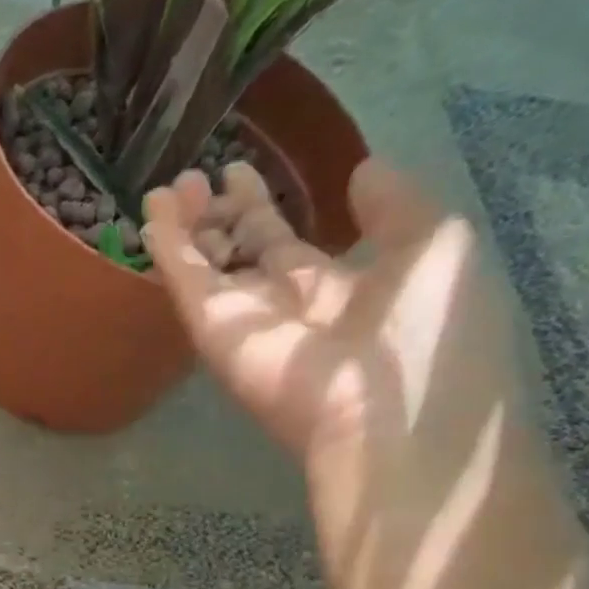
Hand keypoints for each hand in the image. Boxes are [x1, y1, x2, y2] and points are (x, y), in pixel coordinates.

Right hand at [141, 159, 527, 502]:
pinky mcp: (212, 330)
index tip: (239, 173)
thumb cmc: (426, 334)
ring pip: (203, 265)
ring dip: (183, 227)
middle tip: (196, 177)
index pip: (283, 243)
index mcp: (333, 289)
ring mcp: (241, 320)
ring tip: (166, 187)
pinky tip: (153, 209)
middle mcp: (279, 305)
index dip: (260, 208)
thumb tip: (361, 172)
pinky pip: (184, 281)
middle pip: (234, 254)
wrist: (386, 416)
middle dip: (215, 217)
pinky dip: (167, 246)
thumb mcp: (435, 248)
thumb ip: (395, 208)